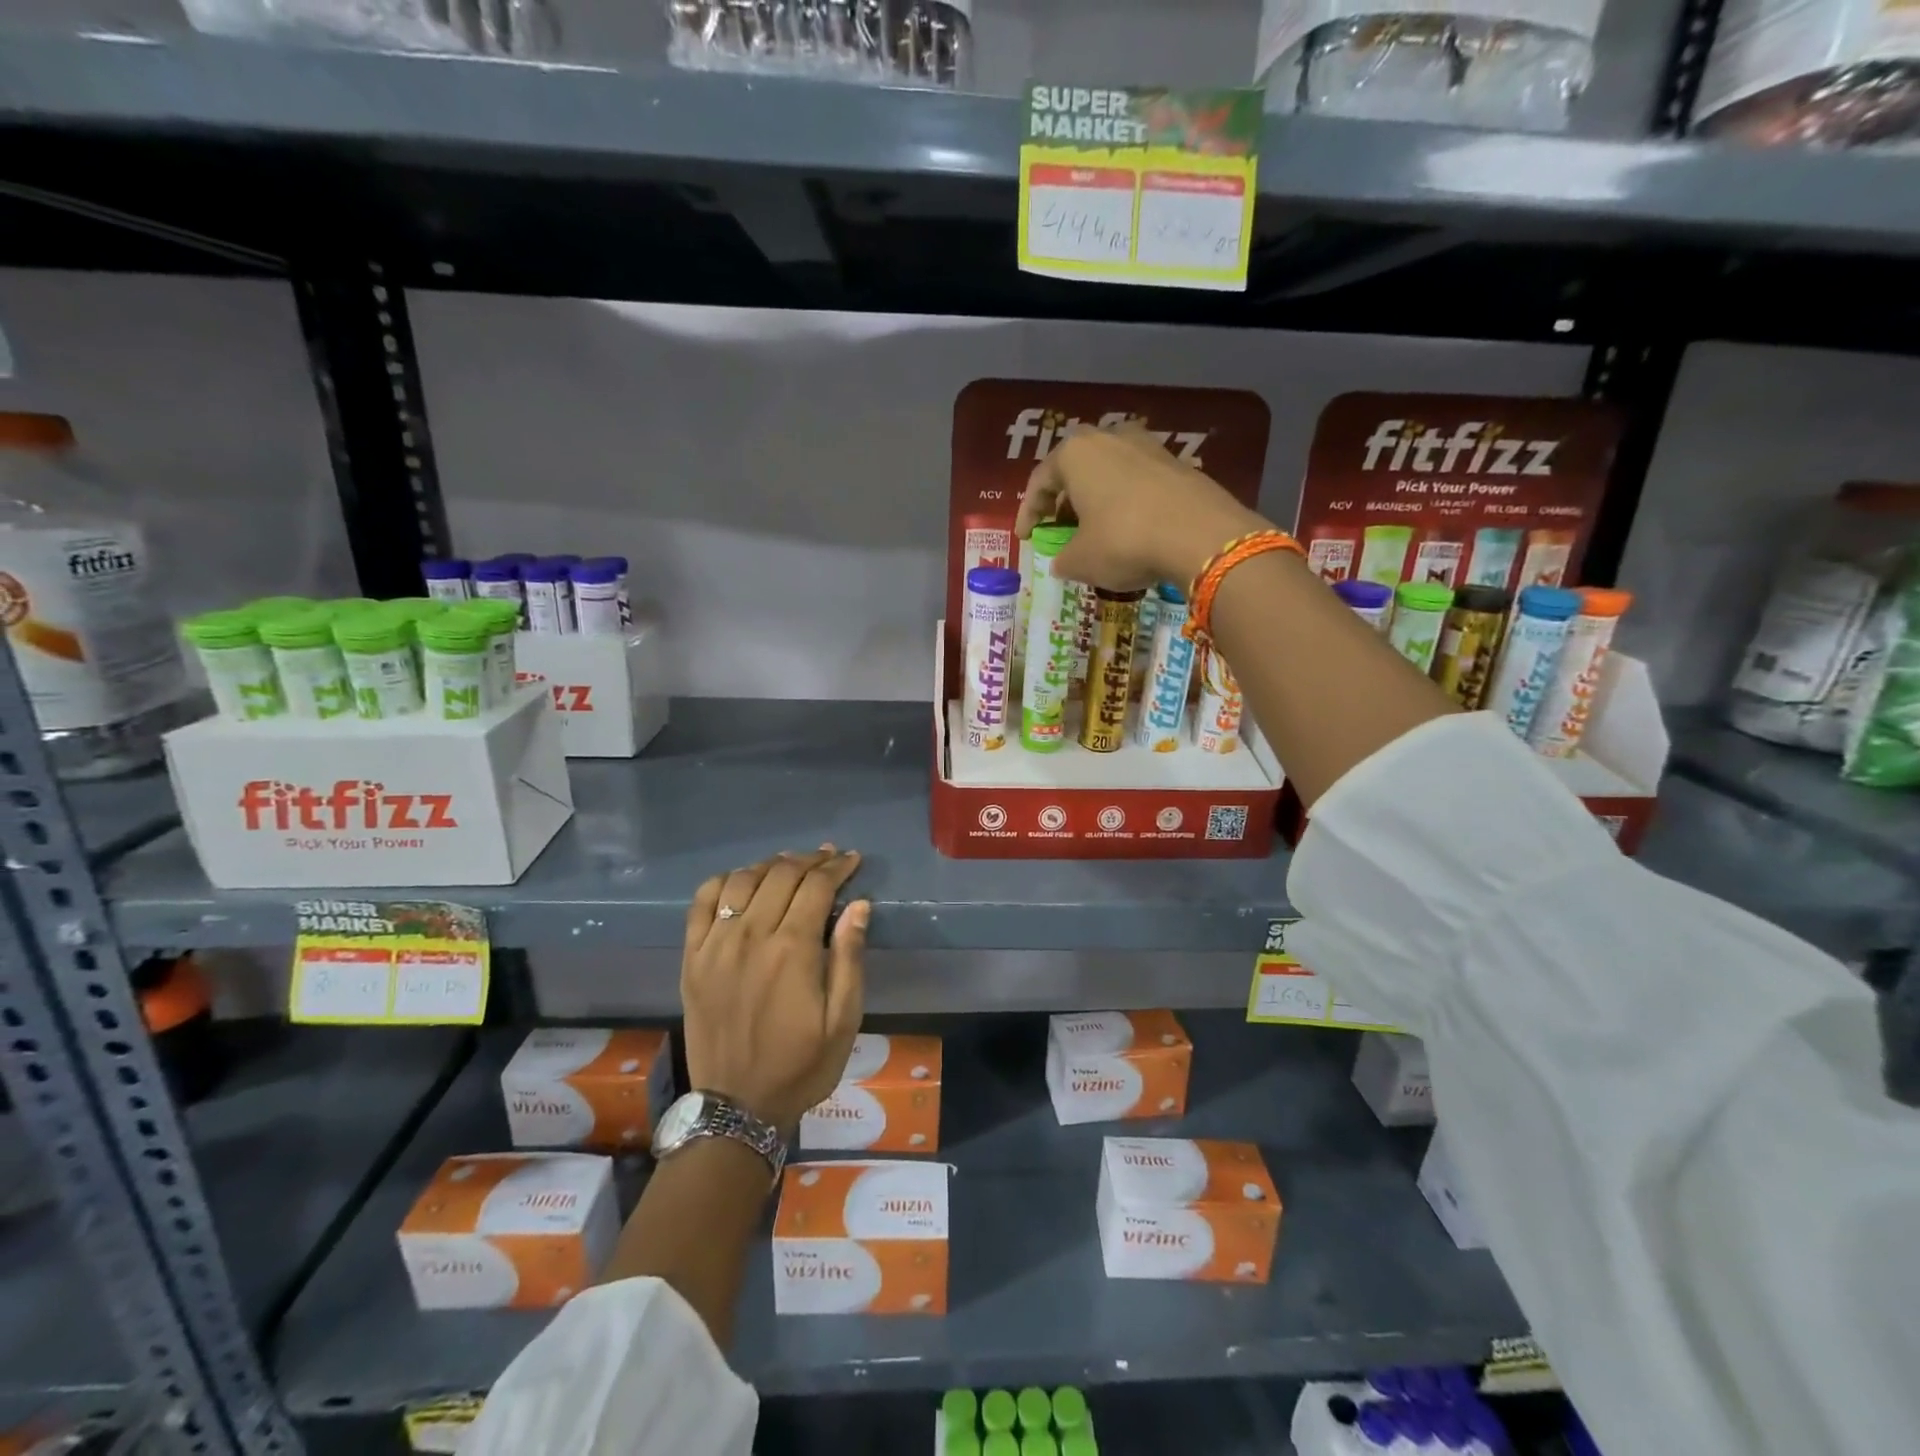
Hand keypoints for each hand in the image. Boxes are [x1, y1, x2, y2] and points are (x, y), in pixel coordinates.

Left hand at [681, 847, 868, 1135]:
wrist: (737, 1107)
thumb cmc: (801, 1065)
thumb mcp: (843, 1021)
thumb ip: (849, 958)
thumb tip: (859, 905)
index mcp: (792, 950)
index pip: (816, 886)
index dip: (838, 867)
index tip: (853, 860)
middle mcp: (751, 936)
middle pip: (781, 874)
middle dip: (810, 860)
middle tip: (829, 858)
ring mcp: (715, 945)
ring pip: (742, 880)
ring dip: (771, 865)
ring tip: (791, 866)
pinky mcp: (692, 958)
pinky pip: (702, 902)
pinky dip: (723, 882)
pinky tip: (741, 882)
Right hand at [1015, 425, 1267, 592]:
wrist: (1200, 535)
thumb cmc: (1124, 541)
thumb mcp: (1081, 561)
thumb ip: (1062, 559)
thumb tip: (1062, 562)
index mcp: (1075, 454)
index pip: (1039, 481)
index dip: (1027, 513)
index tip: (1025, 538)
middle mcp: (1110, 438)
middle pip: (1075, 470)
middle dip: (1064, 501)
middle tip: (1058, 529)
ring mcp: (1148, 446)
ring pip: (1109, 473)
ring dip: (1096, 500)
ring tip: (1094, 529)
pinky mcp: (1177, 463)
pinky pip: (1138, 482)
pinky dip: (1126, 503)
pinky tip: (1130, 529)